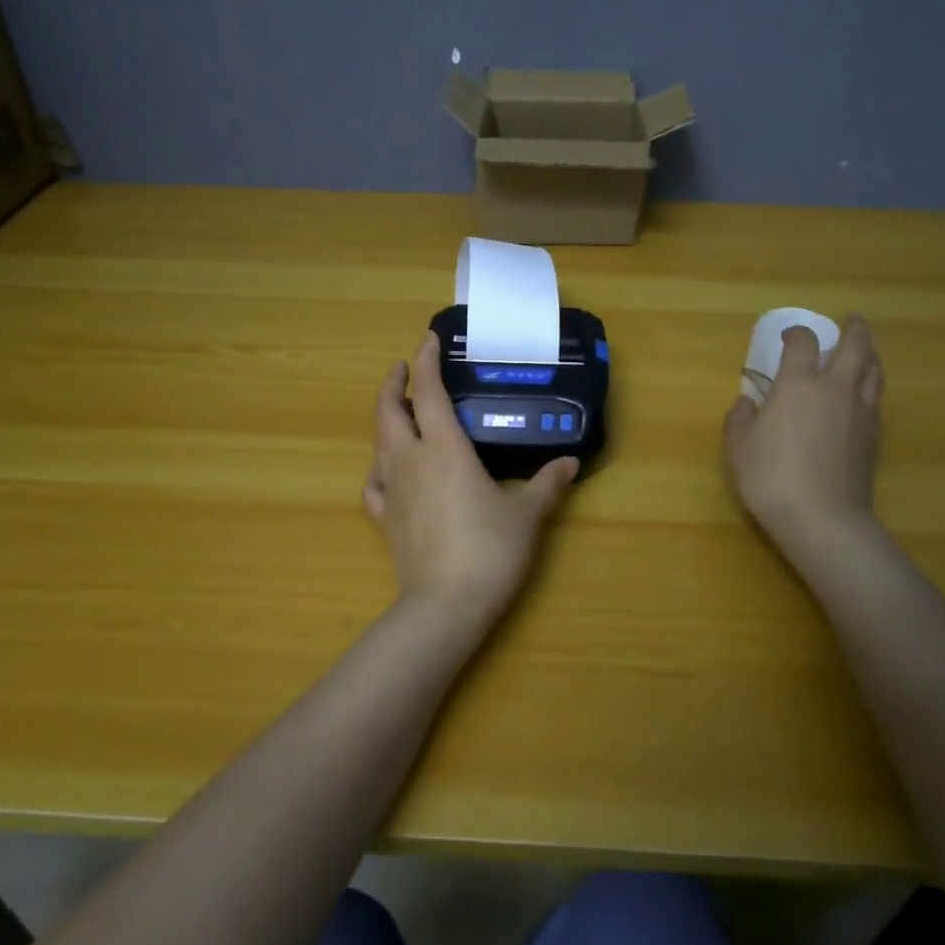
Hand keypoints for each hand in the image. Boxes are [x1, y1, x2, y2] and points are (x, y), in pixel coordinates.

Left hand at [363, 333, 577, 623]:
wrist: (445, 605)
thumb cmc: (489, 550)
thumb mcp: (526, 514)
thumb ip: (548, 484)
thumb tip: (570, 462)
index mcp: (444, 449)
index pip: (428, 392)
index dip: (426, 362)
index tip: (427, 340)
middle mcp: (411, 460)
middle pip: (388, 411)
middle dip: (393, 384)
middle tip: (405, 369)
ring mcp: (392, 490)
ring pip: (378, 442)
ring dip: (386, 420)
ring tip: (402, 414)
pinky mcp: (385, 519)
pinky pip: (374, 483)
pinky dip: (379, 468)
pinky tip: (389, 472)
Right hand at [723, 315, 884, 544]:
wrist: (822, 518)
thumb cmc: (771, 477)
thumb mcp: (738, 447)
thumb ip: (739, 419)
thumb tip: (747, 402)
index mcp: (798, 385)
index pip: (803, 344)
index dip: (796, 334)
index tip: (788, 336)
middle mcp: (835, 390)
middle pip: (855, 348)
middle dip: (854, 331)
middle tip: (852, 321)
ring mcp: (860, 413)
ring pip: (873, 372)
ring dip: (870, 354)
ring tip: (866, 350)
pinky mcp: (875, 438)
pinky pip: (876, 400)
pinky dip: (871, 387)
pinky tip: (864, 395)